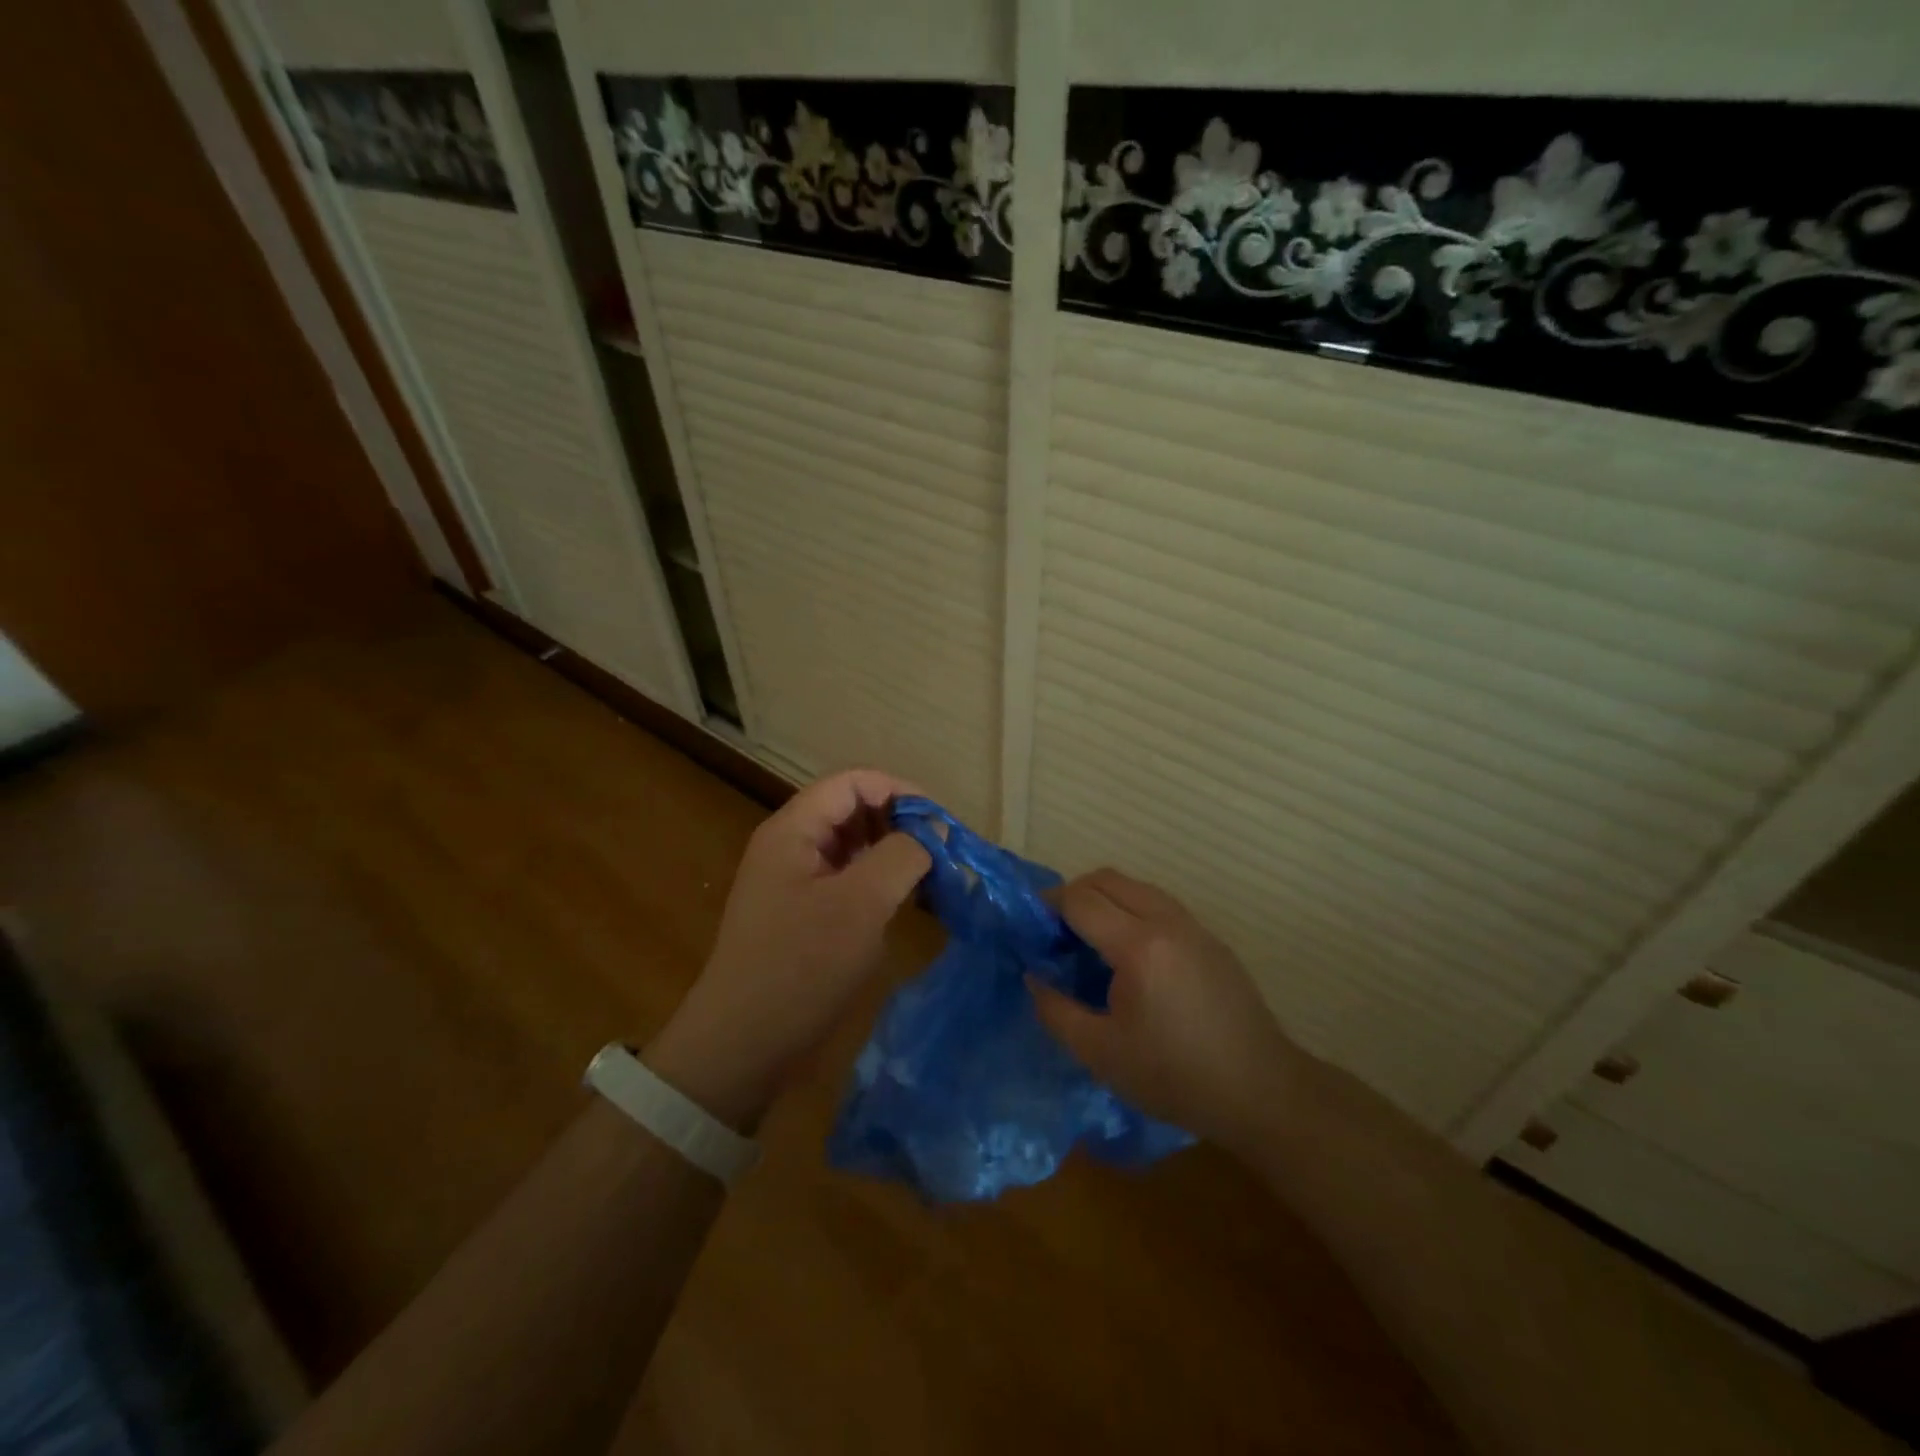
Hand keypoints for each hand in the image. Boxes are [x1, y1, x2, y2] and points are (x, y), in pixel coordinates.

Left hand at [646, 770, 929, 1129]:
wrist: (742, 1044)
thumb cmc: (801, 966)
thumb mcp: (861, 904)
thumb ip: (902, 856)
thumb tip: (932, 834)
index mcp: (793, 829)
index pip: (853, 782)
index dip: (900, 791)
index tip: (940, 823)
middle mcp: (790, 845)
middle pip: (852, 809)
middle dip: (899, 822)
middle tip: (941, 851)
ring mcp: (793, 880)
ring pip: (851, 845)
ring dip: (891, 852)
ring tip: (930, 875)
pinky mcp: (801, 912)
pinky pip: (845, 878)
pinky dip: (877, 881)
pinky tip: (903, 902)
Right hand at [1028, 868, 1300, 1154]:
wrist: (1261, 1091)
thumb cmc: (1175, 1077)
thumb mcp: (1101, 1054)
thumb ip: (1056, 1011)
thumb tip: (1033, 977)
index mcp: (1138, 946)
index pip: (1080, 900)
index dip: (1049, 906)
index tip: (1031, 927)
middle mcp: (1167, 921)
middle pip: (1108, 879)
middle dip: (1074, 894)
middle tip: (1056, 931)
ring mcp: (1194, 926)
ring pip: (1136, 887)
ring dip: (1105, 899)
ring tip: (1090, 940)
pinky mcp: (1210, 939)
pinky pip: (1159, 904)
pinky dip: (1132, 910)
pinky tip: (1129, 954)